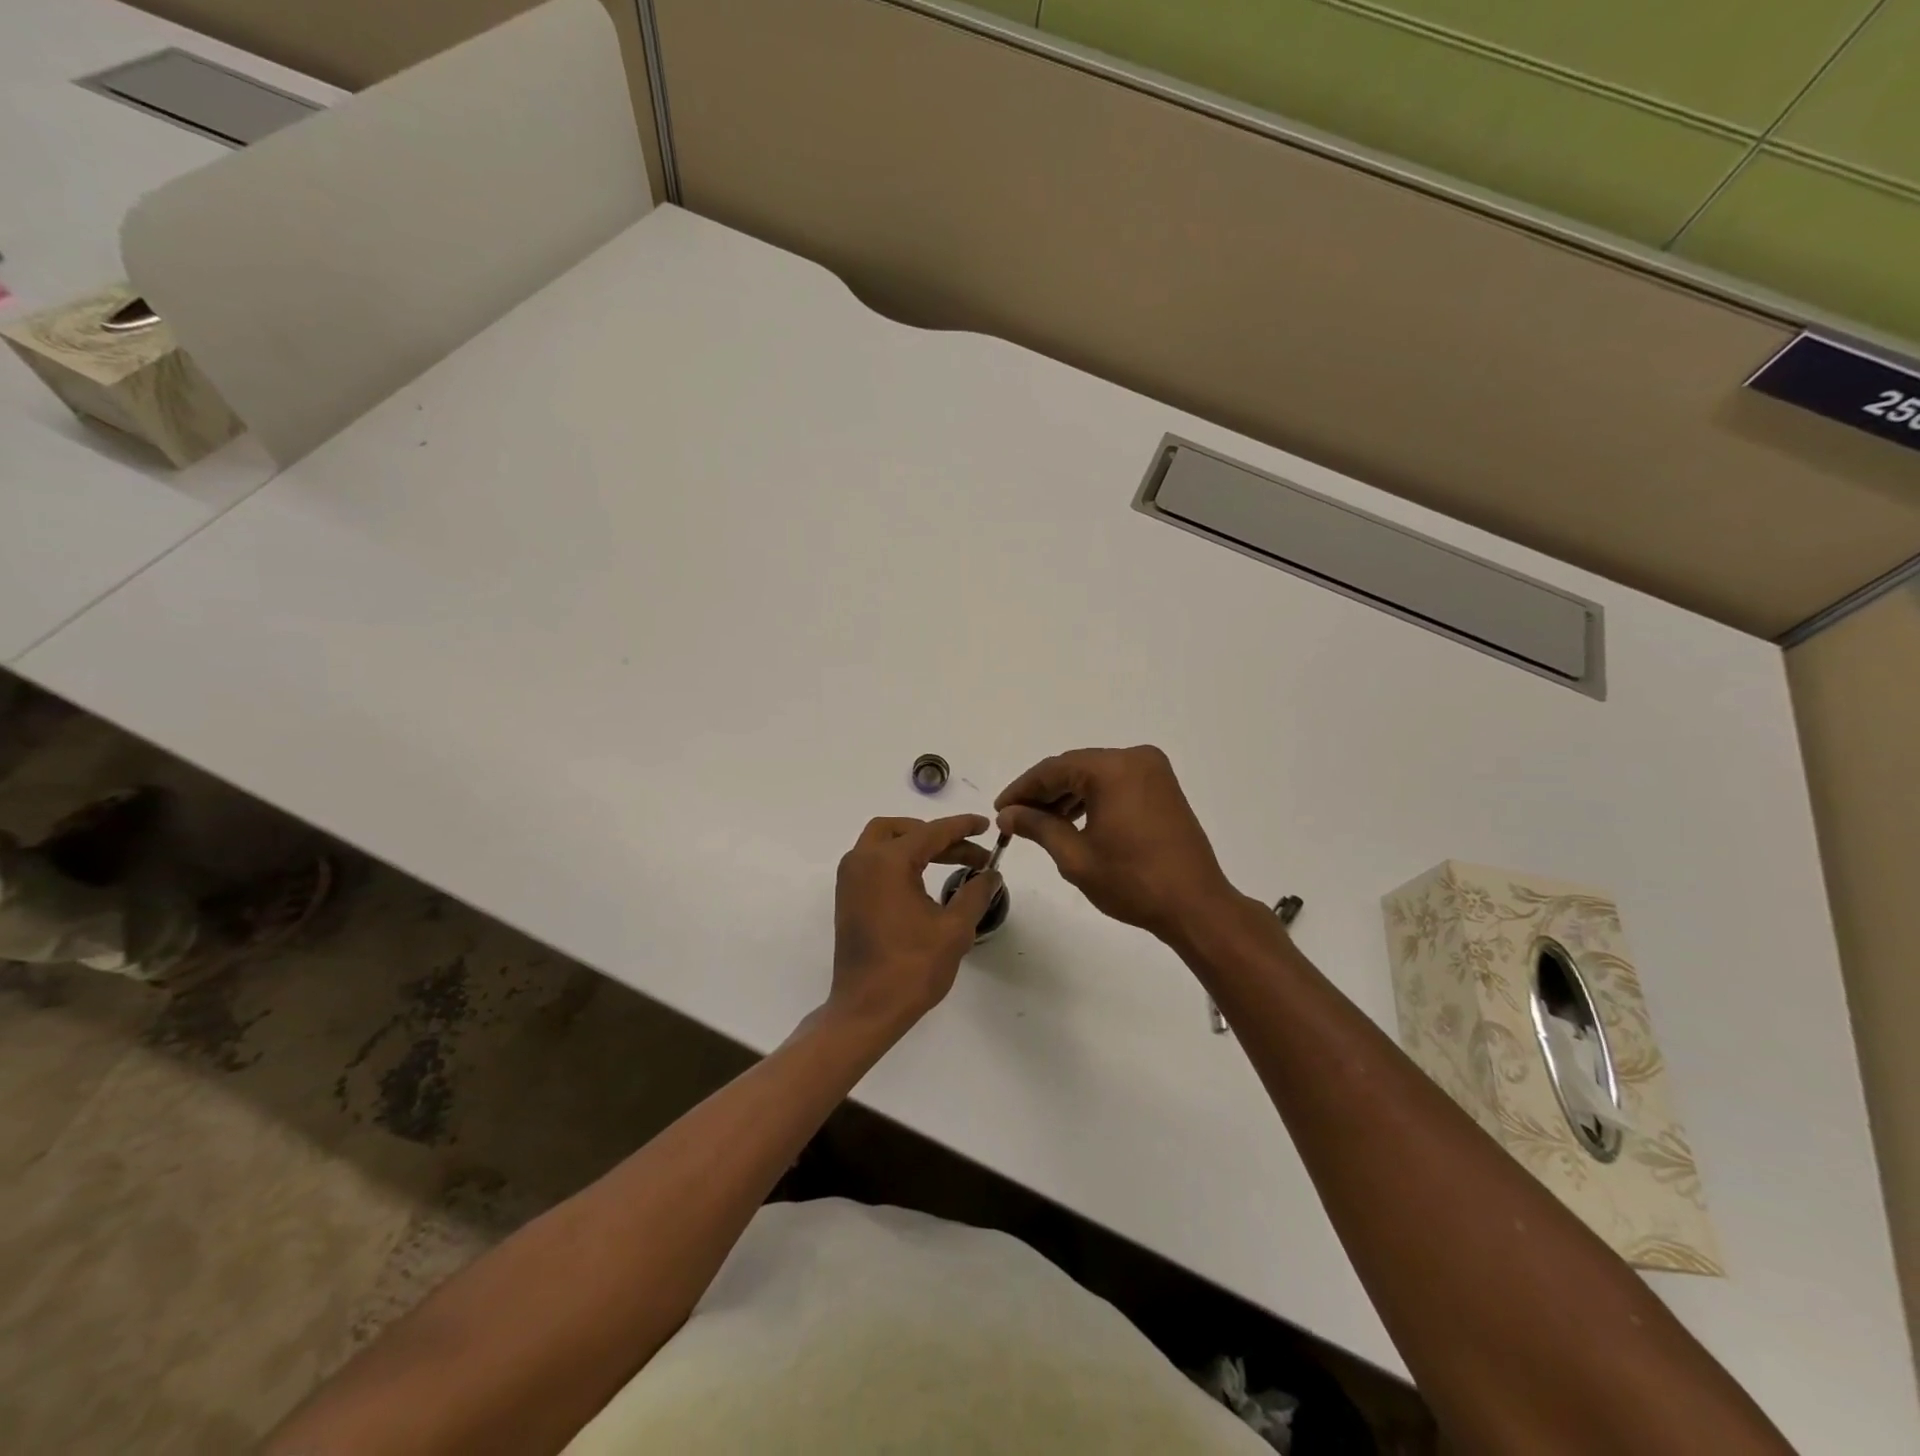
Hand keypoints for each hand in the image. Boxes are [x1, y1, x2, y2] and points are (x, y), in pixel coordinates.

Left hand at [826, 815, 1002, 1037]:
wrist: (866, 1009)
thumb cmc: (912, 968)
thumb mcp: (954, 929)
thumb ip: (975, 893)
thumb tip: (990, 874)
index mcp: (887, 862)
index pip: (931, 832)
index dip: (962, 827)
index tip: (986, 826)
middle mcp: (862, 861)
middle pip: (901, 830)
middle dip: (936, 834)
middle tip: (968, 851)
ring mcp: (850, 879)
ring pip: (883, 842)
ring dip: (916, 845)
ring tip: (950, 861)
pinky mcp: (847, 897)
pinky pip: (874, 862)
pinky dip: (899, 860)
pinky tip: (924, 879)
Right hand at [995, 746, 1241, 945]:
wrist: (1195, 906)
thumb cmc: (1132, 882)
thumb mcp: (1075, 856)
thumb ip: (1037, 826)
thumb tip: (1007, 814)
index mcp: (1113, 769)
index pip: (1054, 769)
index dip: (1022, 789)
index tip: (1000, 809)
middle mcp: (1135, 759)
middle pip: (1075, 768)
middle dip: (1043, 792)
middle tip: (1014, 817)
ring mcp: (1153, 772)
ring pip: (1095, 775)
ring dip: (1066, 795)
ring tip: (1039, 822)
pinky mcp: (1162, 788)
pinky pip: (1116, 784)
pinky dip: (1092, 798)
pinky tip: (1072, 820)